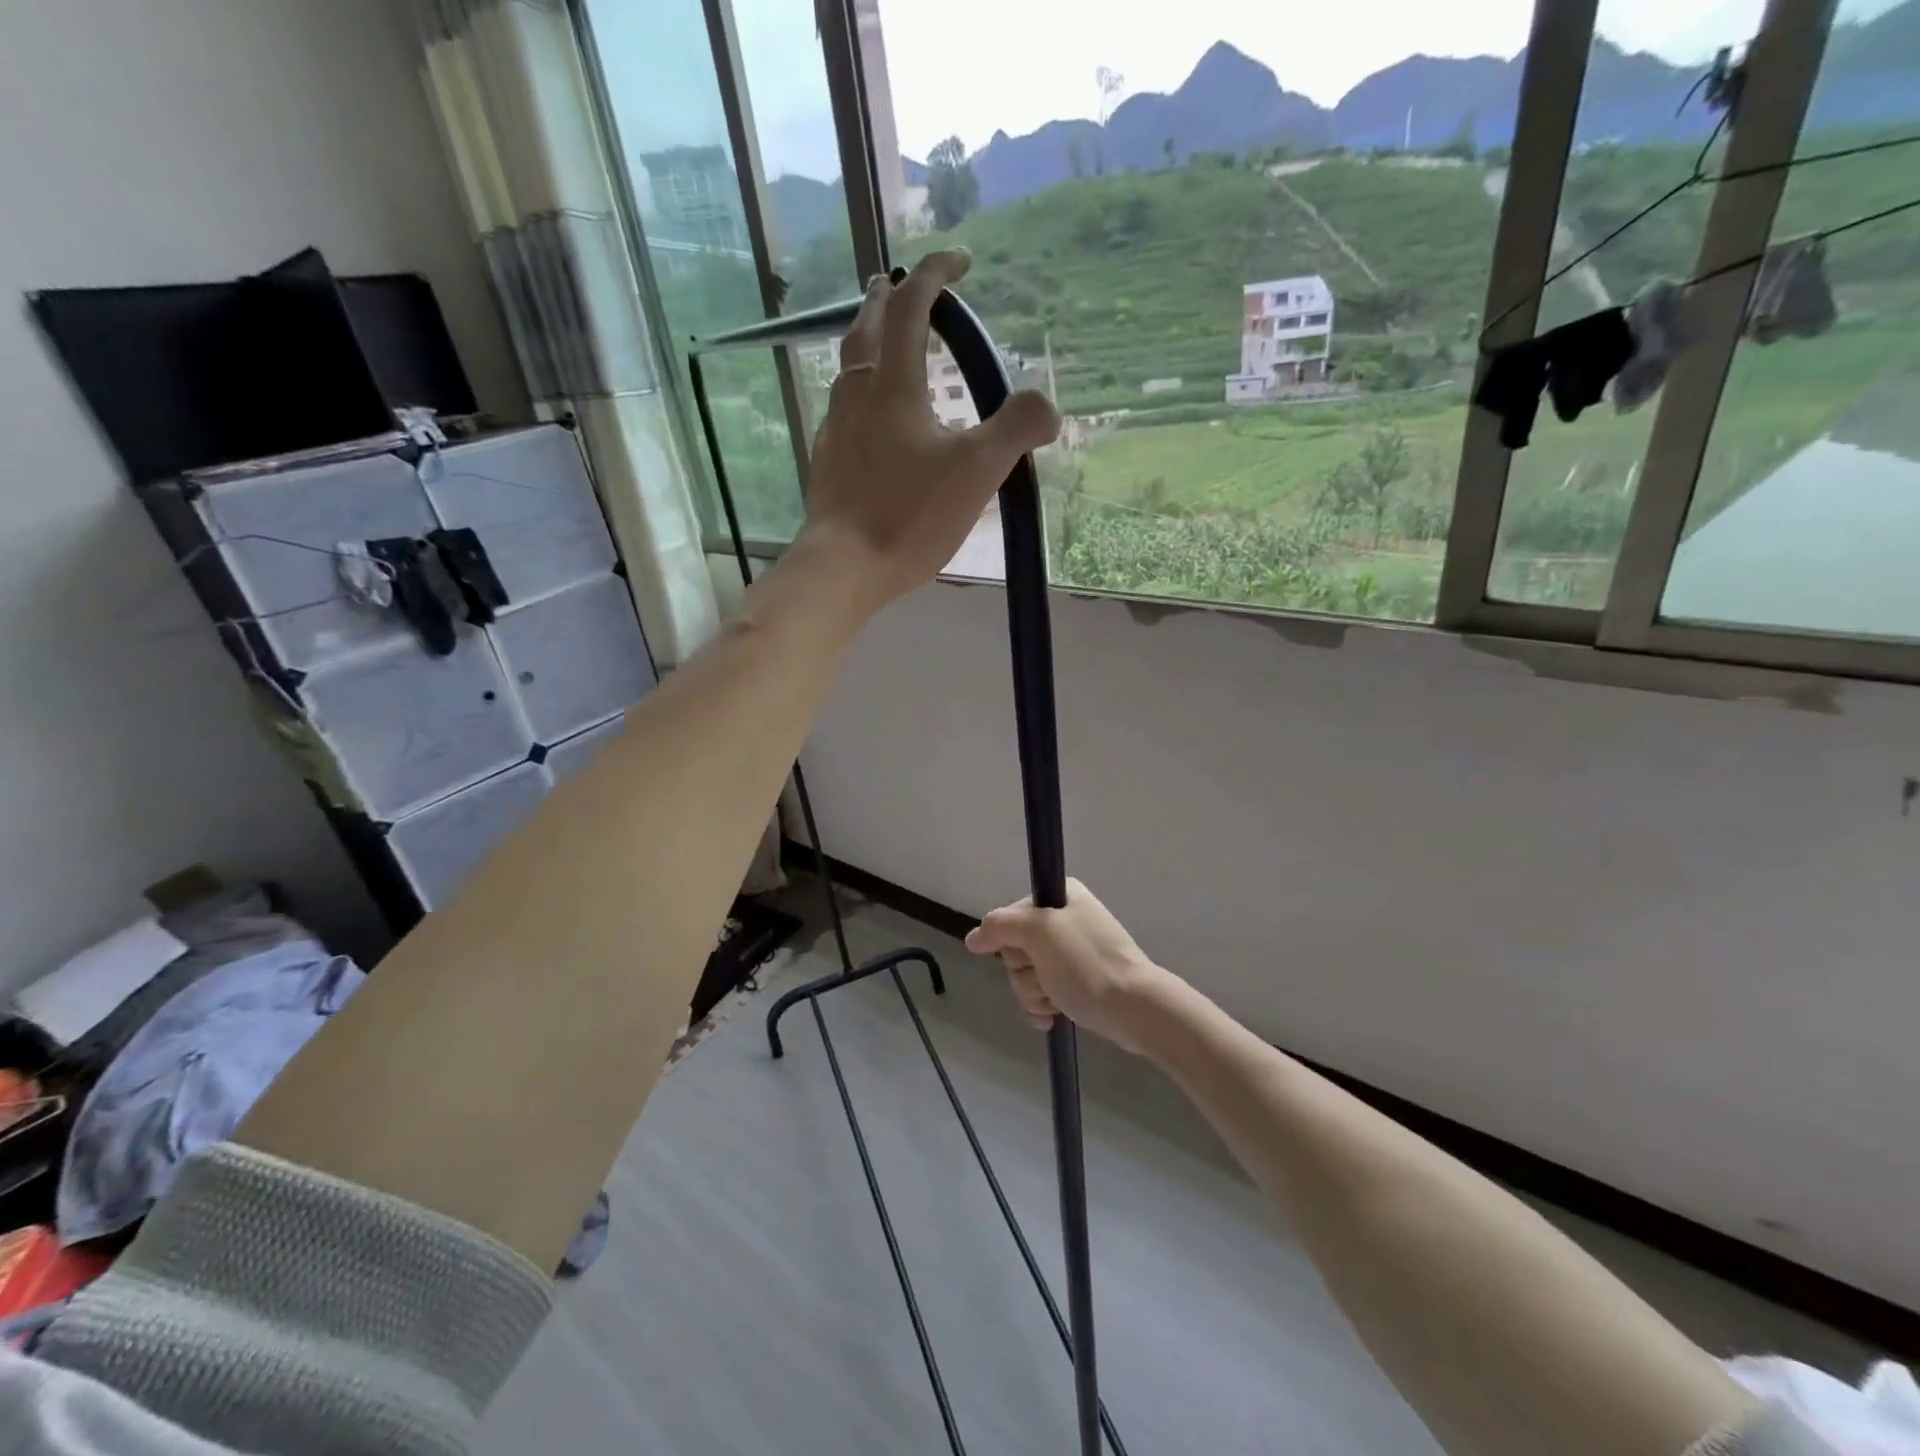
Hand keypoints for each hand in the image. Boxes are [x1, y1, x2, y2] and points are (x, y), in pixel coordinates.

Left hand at [801, 250, 1058, 609]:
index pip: (910, 306)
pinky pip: (842, 408)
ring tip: (884, 343)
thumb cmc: (909, 515)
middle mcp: (856, 393)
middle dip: (887, 298)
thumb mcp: (977, 471)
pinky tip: (869, 417)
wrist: (843, 567)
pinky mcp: (826, 462)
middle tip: (900, 285)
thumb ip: (1016, 430)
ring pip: (847, 367)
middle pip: (866, 326)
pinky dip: (859, 390)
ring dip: (867, 341)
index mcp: (893, 384)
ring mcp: (834, 428)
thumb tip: (1048, 406)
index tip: (960, 260)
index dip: (935, 274)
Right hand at [965, 879, 1177, 1054]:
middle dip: (1024, 973)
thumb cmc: (1087, 965)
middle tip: (1047, 979)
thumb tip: (972, 938)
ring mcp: (1072, 951)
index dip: (1010, 941)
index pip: (1009, 917)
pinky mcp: (1078, 979)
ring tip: (1057, 1002)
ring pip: (1026, 973)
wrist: (1136, 1008)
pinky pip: (1043, 990)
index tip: (1028, 953)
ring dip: (1035, 993)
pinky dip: (1044, 1005)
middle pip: (1016, 948)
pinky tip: (1055, 1017)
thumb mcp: (1039, 933)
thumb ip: (1000, 927)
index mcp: (1060, 896)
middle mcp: (1065, 917)